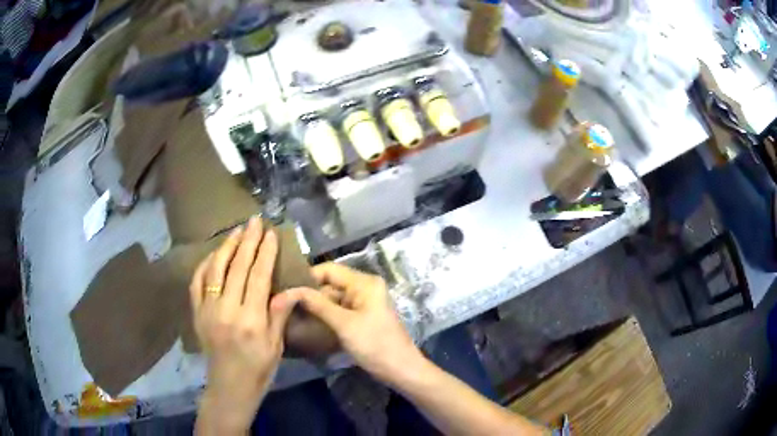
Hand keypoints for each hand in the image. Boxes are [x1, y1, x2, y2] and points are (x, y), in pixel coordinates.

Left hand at [190, 217, 297, 433]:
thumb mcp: (276, 346)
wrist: (229, 386)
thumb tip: (288, 288)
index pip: (259, 276)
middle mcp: (227, 310)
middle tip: (255, 220)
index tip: (271, 233)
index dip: (266, 252)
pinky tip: (214, 254)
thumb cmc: (258, 369)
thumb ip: (279, 314)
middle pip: (238, 267)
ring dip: (227, 246)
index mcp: (251, 320)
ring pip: (215, 269)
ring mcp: (208, 309)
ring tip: (237, 230)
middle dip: (248, 240)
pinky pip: (197, 281)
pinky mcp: (197, 312)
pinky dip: (205, 264)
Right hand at [288, 263, 423, 384]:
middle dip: (309, 293)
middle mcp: (364, 288)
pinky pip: (339, 310)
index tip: (286, 289)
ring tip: (291, 313)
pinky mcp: (362, 317)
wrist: (400, 369)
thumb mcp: (344, 324)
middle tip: (285, 303)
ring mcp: (364, 303)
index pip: (329, 269)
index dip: (307, 277)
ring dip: (315, 306)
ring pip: (333, 298)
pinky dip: (325, 315)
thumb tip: (290, 290)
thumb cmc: (374, 344)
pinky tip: (308, 323)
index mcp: (364, 283)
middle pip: (331, 283)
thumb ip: (317, 305)